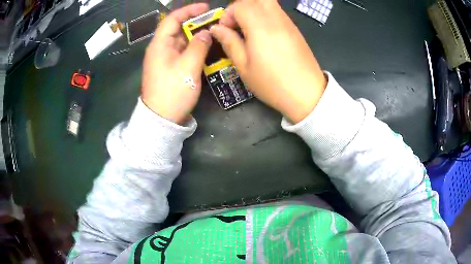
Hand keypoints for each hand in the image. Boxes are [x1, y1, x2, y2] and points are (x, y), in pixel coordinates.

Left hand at [142, 3, 211, 124]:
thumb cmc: (173, 91)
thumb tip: (206, 33)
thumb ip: (199, 46)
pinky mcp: (171, 68)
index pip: (172, 19)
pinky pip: (184, 52)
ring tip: (215, 33)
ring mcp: (166, 59)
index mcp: (160, 44)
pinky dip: (195, 48)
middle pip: (178, 29)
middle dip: (196, 23)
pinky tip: (208, 48)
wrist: (162, 119)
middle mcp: (161, 48)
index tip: (206, 8)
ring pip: (182, 41)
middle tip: (216, 22)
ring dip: (197, 36)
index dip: (189, 10)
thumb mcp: (188, 67)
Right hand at [210, 0, 326, 122]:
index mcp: (260, 26)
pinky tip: (263, 33)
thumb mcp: (244, 67)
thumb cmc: (272, 83)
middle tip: (236, 24)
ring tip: (248, 29)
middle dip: (241, 6)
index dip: (227, 15)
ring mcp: (288, 22)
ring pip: (267, 2)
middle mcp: (275, 18)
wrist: (307, 94)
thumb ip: (229, 42)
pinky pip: (276, 11)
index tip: (225, 31)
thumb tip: (216, 29)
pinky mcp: (294, 28)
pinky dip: (265, 15)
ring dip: (253, 9)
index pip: (239, 6)